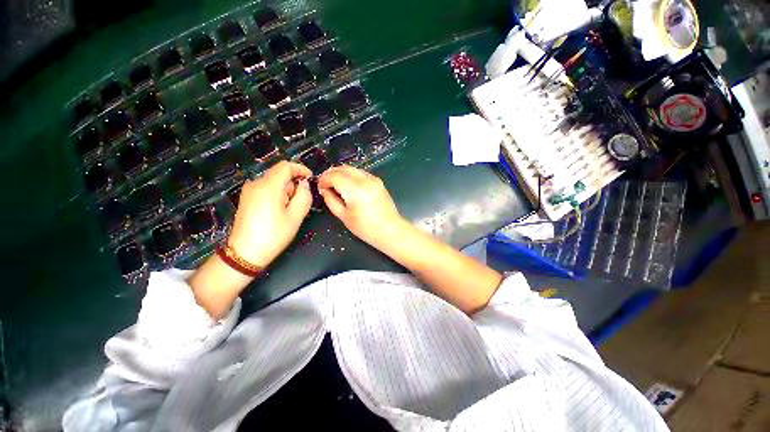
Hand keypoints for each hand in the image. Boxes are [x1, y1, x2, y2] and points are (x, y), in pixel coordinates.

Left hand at [228, 161, 312, 267]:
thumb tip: (304, 184)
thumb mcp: (295, 216)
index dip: (300, 169)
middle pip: (279, 174)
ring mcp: (249, 191)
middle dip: (293, 184)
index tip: (311, 178)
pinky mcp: (247, 198)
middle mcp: (256, 184)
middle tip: (299, 203)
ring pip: (273, 182)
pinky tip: (278, 211)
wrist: (245, 254)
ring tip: (288, 211)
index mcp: (268, 186)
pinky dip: (277, 195)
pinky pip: (266, 189)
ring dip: (285, 191)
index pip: (285, 166)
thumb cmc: (273, 235)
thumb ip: (304, 196)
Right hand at [317, 166, 405, 247]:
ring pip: (352, 169)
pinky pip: (361, 173)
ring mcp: (374, 179)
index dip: (324, 179)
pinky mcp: (378, 181)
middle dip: (331, 173)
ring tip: (335, 184)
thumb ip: (331, 200)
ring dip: (341, 173)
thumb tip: (324, 189)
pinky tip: (348, 186)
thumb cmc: (366, 228)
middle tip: (325, 183)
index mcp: (355, 190)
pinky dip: (351, 176)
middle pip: (343, 168)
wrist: (390, 230)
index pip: (334, 176)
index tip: (319, 186)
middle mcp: (365, 180)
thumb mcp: (344, 216)